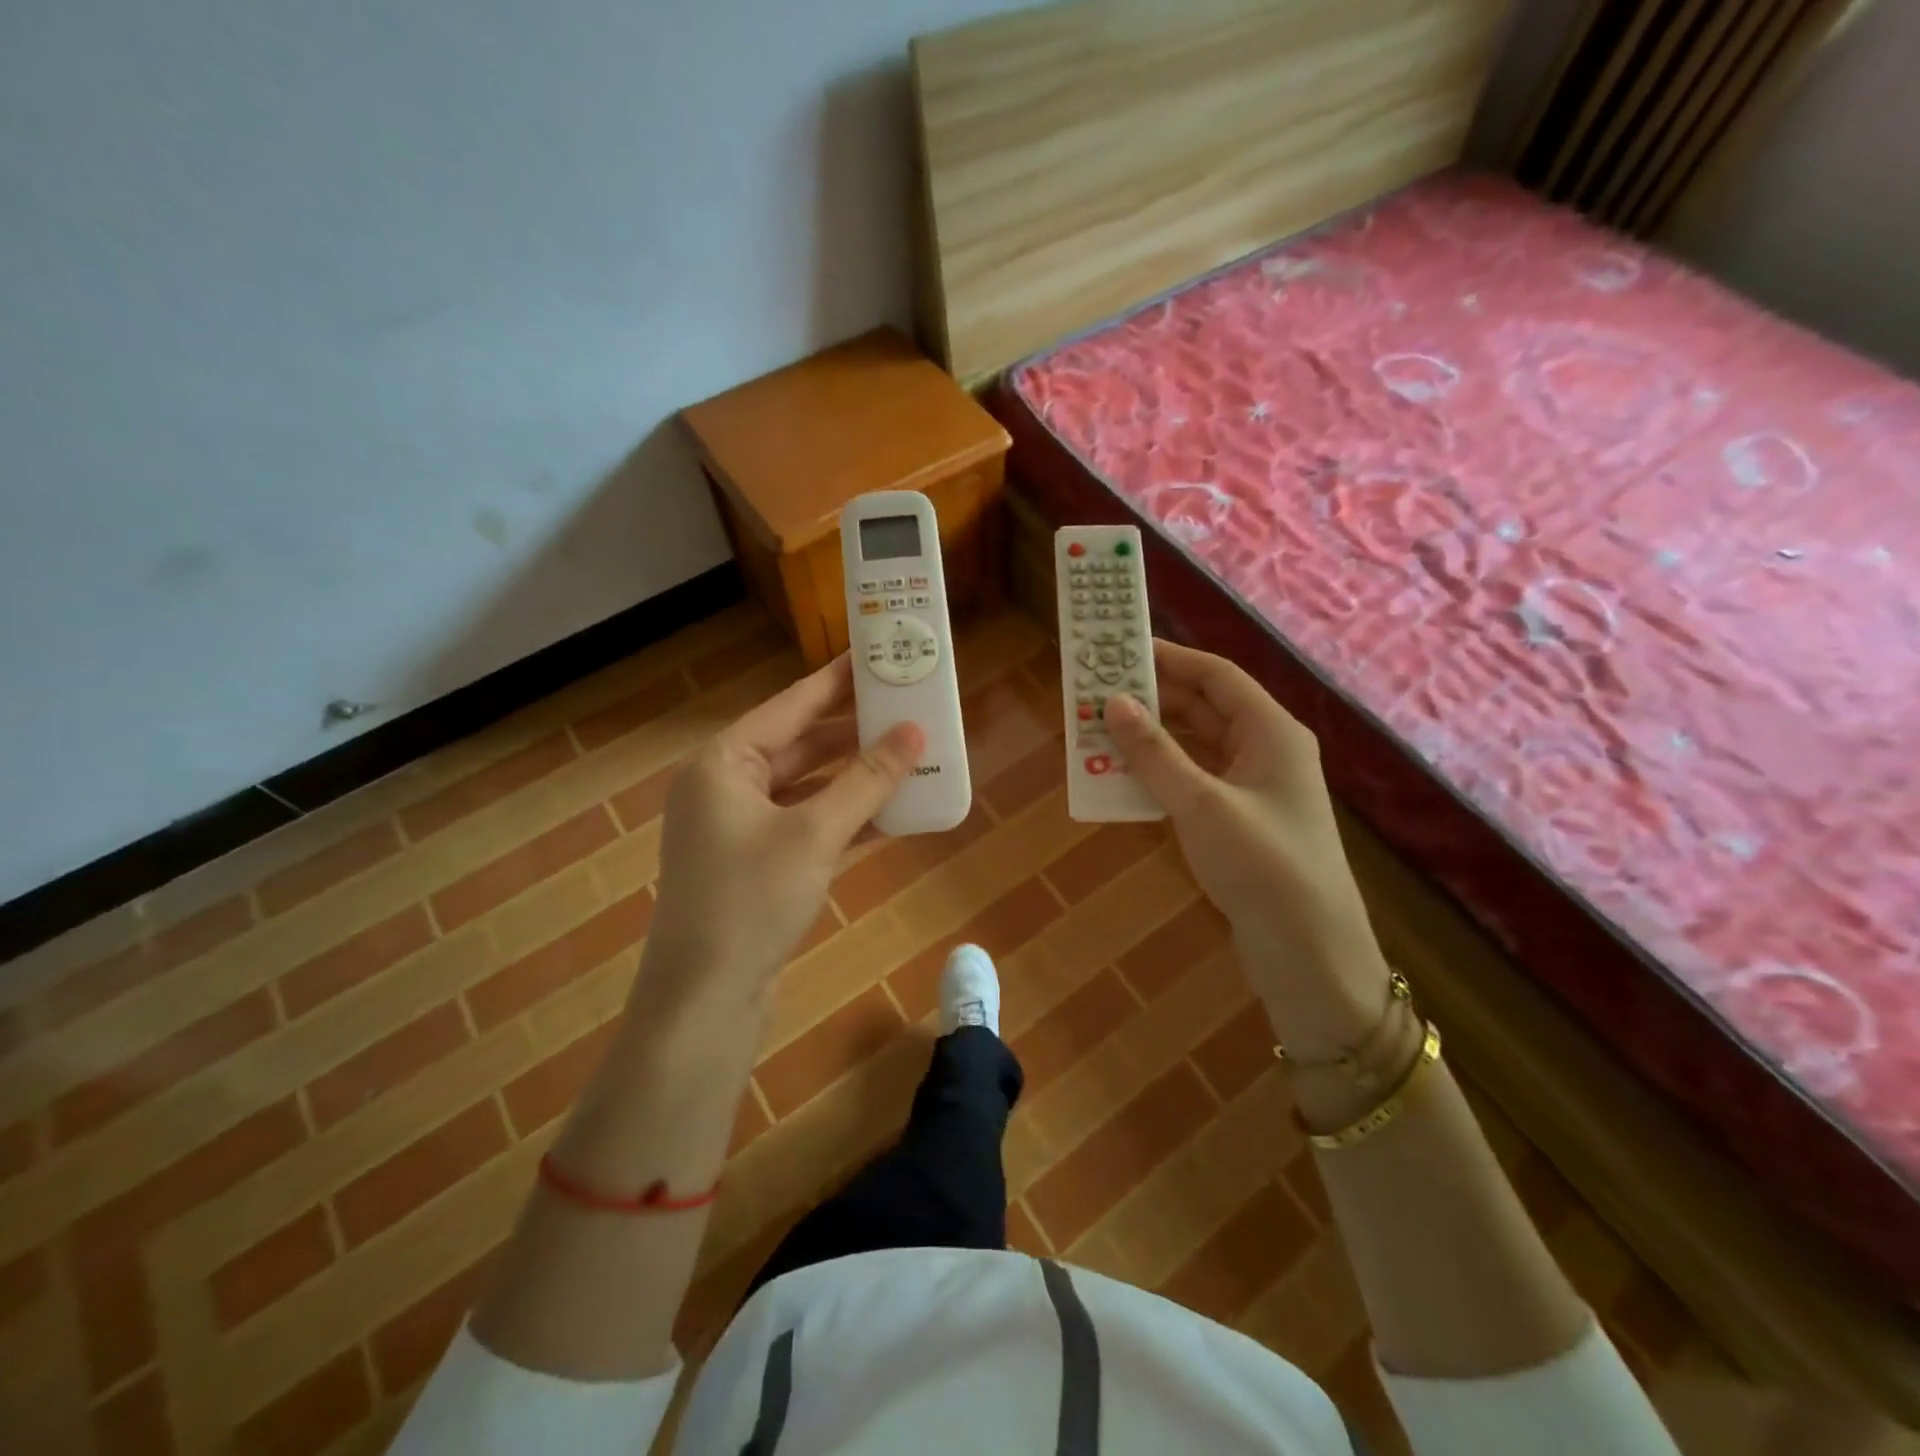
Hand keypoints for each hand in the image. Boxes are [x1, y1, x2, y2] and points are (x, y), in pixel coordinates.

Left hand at [642, 655, 922, 1011]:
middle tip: (907, 709)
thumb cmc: (751, 902)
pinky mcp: (755, 865)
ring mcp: (738, 829)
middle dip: (854, 732)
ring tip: (909, 755)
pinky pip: (806, 825)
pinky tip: (891, 813)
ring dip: (854, 777)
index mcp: (723, 763)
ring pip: (806, 788)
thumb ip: (866, 780)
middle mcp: (724, 787)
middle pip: (799, 745)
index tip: (876, 654)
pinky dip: (844, 819)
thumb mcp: (815, 834)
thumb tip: (915, 734)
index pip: (791, 705)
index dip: (838, 680)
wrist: (704, 1002)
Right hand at [1104, 641, 1390, 1056]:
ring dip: (1153, 737)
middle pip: (1206, 706)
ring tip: (1101, 730)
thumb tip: (1113, 703)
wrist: (1309, 953)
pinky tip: (1125, 777)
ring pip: (1197, 745)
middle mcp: (1266, 750)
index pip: (1216, 675)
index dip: (1169, 658)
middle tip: (1099, 691)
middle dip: (1154, 697)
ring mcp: (1255, 788)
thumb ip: (1155, 752)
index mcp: (1272, 731)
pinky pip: (1196, 780)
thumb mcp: (1202, 803)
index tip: (1120, 649)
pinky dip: (1162, 773)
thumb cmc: (1261, 865)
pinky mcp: (1242, 821)